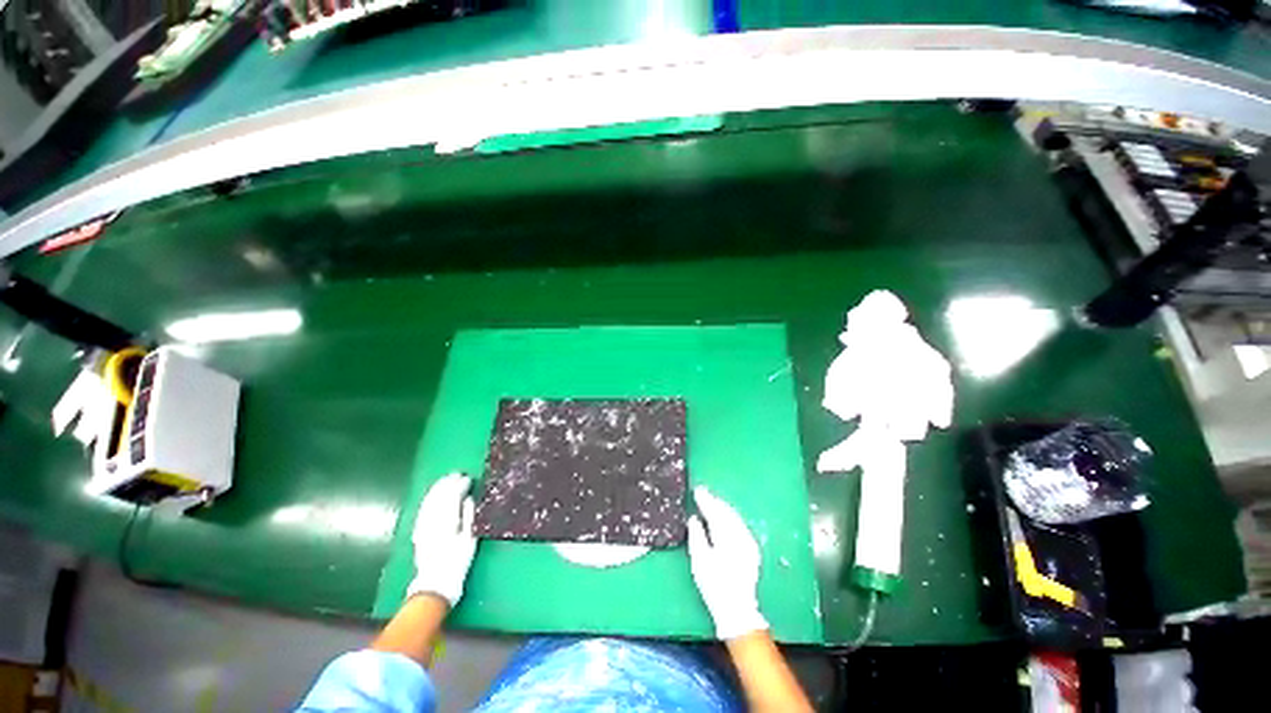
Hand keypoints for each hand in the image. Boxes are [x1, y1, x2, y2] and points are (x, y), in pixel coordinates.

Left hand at [406, 473, 477, 606]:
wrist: (435, 584)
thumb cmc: (457, 562)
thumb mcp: (469, 539)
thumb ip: (469, 517)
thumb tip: (469, 498)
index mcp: (447, 522)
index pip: (452, 497)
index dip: (459, 485)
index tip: (467, 478)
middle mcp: (433, 521)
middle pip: (439, 497)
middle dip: (447, 483)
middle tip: (457, 474)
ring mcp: (423, 526)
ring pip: (429, 502)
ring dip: (437, 489)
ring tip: (446, 479)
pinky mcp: (419, 531)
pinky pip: (423, 510)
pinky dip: (429, 499)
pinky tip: (433, 495)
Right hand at [687, 486, 767, 639]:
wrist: (737, 608)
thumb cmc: (714, 585)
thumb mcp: (699, 561)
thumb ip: (696, 535)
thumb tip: (694, 518)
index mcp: (725, 536)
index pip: (714, 512)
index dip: (705, 500)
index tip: (697, 490)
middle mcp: (739, 535)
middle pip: (726, 511)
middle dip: (714, 500)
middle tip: (703, 491)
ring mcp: (748, 540)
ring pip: (734, 516)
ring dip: (723, 506)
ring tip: (712, 500)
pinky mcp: (752, 547)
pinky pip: (740, 523)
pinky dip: (731, 516)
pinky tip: (726, 515)